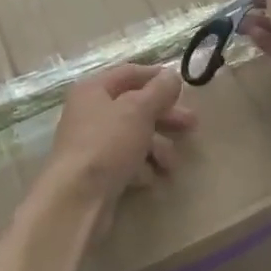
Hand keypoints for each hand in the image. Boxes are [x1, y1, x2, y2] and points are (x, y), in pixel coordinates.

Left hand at [46, 63, 196, 201]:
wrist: (78, 197)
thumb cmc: (107, 144)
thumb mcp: (138, 110)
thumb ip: (159, 91)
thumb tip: (171, 75)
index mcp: (93, 90)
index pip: (128, 73)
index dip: (156, 76)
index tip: (182, 85)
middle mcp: (90, 113)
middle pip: (135, 107)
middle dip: (165, 117)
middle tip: (192, 125)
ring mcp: (93, 144)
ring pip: (134, 137)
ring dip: (157, 148)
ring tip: (170, 165)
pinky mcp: (98, 172)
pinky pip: (126, 162)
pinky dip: (141, 168)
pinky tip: (149, 179)